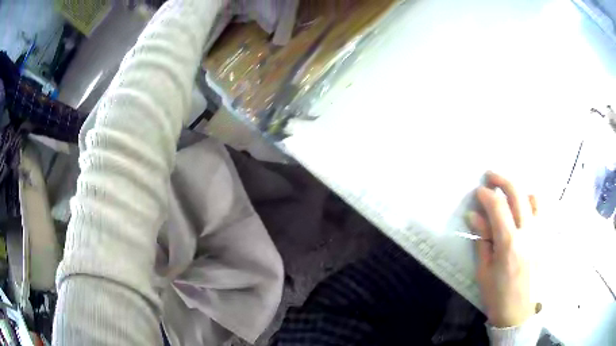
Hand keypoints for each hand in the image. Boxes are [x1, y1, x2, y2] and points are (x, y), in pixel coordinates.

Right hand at [467, 171, 537, 327]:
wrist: (519, 313)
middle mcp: (528, 233)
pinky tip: (524, 210)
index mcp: (509, 243)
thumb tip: (474, 216)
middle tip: (490, 176)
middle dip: (502, 180)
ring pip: (533, 199)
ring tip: (508, 195)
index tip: (477, 191)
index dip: (486, 195)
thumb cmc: (498, 296)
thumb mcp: (484, 271)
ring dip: (519, 191)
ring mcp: (539, 234)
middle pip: (517, 194)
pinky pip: (541, 212)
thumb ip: (482, 240)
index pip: (498, 207)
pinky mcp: (545, 239)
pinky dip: (531, 203)